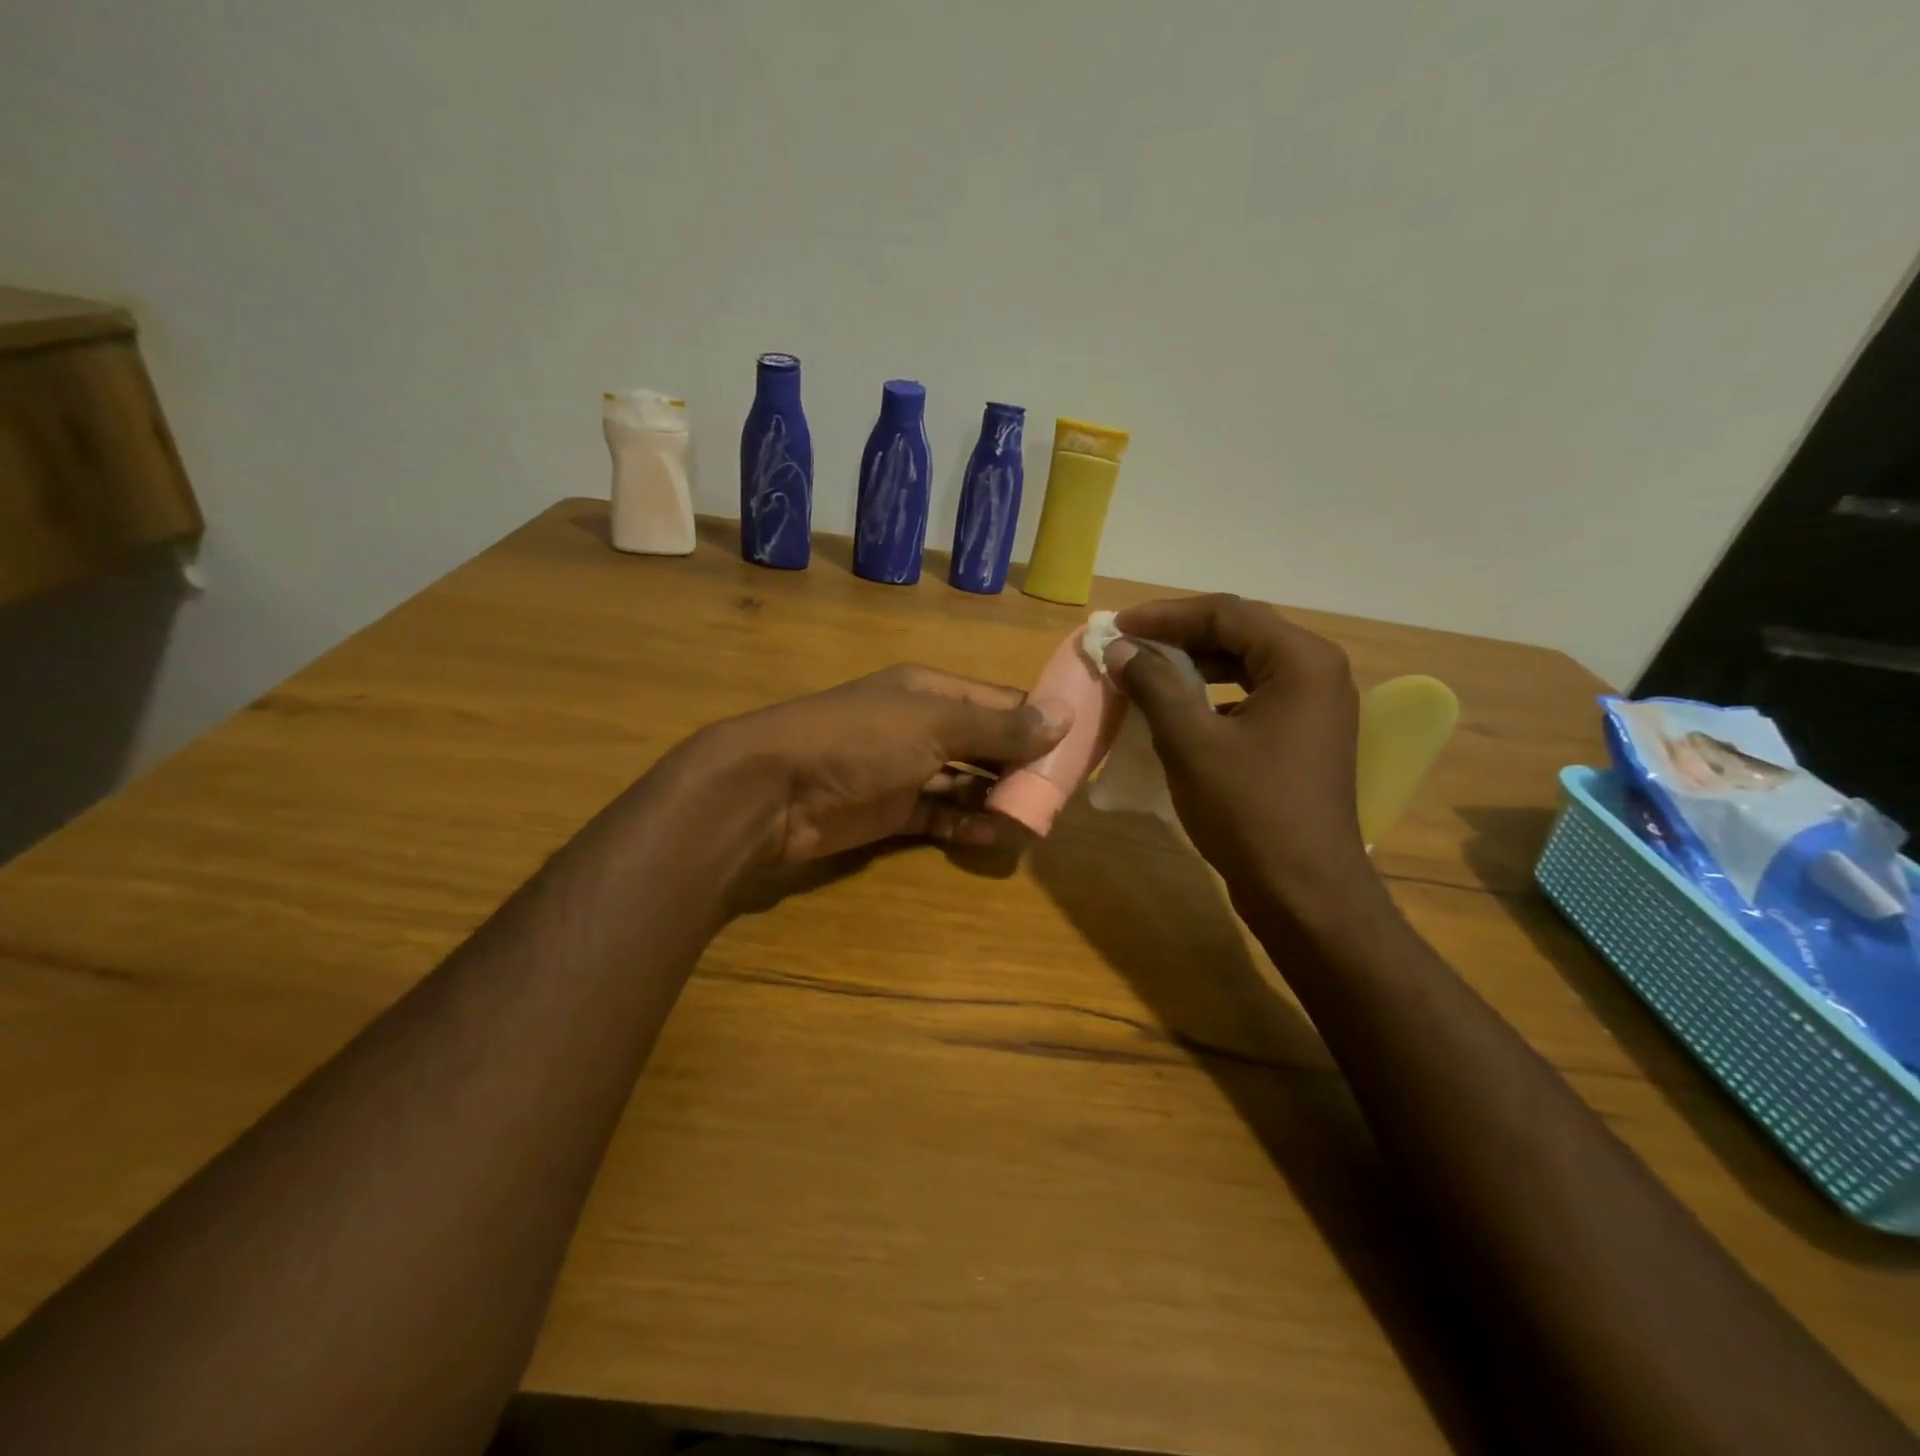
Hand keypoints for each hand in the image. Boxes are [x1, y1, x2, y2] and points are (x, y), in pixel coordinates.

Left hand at [688, 664, 1070, 867]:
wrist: (774, 790)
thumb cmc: (859, 740)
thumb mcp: (934, 724)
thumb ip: (998, 726)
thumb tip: (1063, 717)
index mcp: (931, 692)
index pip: (1000, 701)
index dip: (1039, 721)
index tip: (1080, 746)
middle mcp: (921, 726)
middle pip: (986, 745)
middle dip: (1021, 766)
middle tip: (1062, 793)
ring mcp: (904, 770)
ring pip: (965, 784)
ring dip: (996, 799)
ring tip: (1034, 819)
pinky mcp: (890, 811)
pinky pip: (939, 817)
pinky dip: (964, 826)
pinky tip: (992, 837)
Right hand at [1105, 595, 1379, 920]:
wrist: (1305, 892)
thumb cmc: (1249, 812)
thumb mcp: (1190, 742)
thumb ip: (1154, 684)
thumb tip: (1120, 648)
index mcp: (1300, 660)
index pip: (1226, 612)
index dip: (1164, 615)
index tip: (1116, 627)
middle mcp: (1318, 671)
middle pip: (1240, 632)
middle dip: (1179, 636)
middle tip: (1127, 645)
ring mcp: (1316, 705)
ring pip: (1246, 664)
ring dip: (1195, 664)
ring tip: (1146, 672)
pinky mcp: (1305, 735)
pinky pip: (1254, 695)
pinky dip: (1214, 694)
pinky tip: (1181, 710)